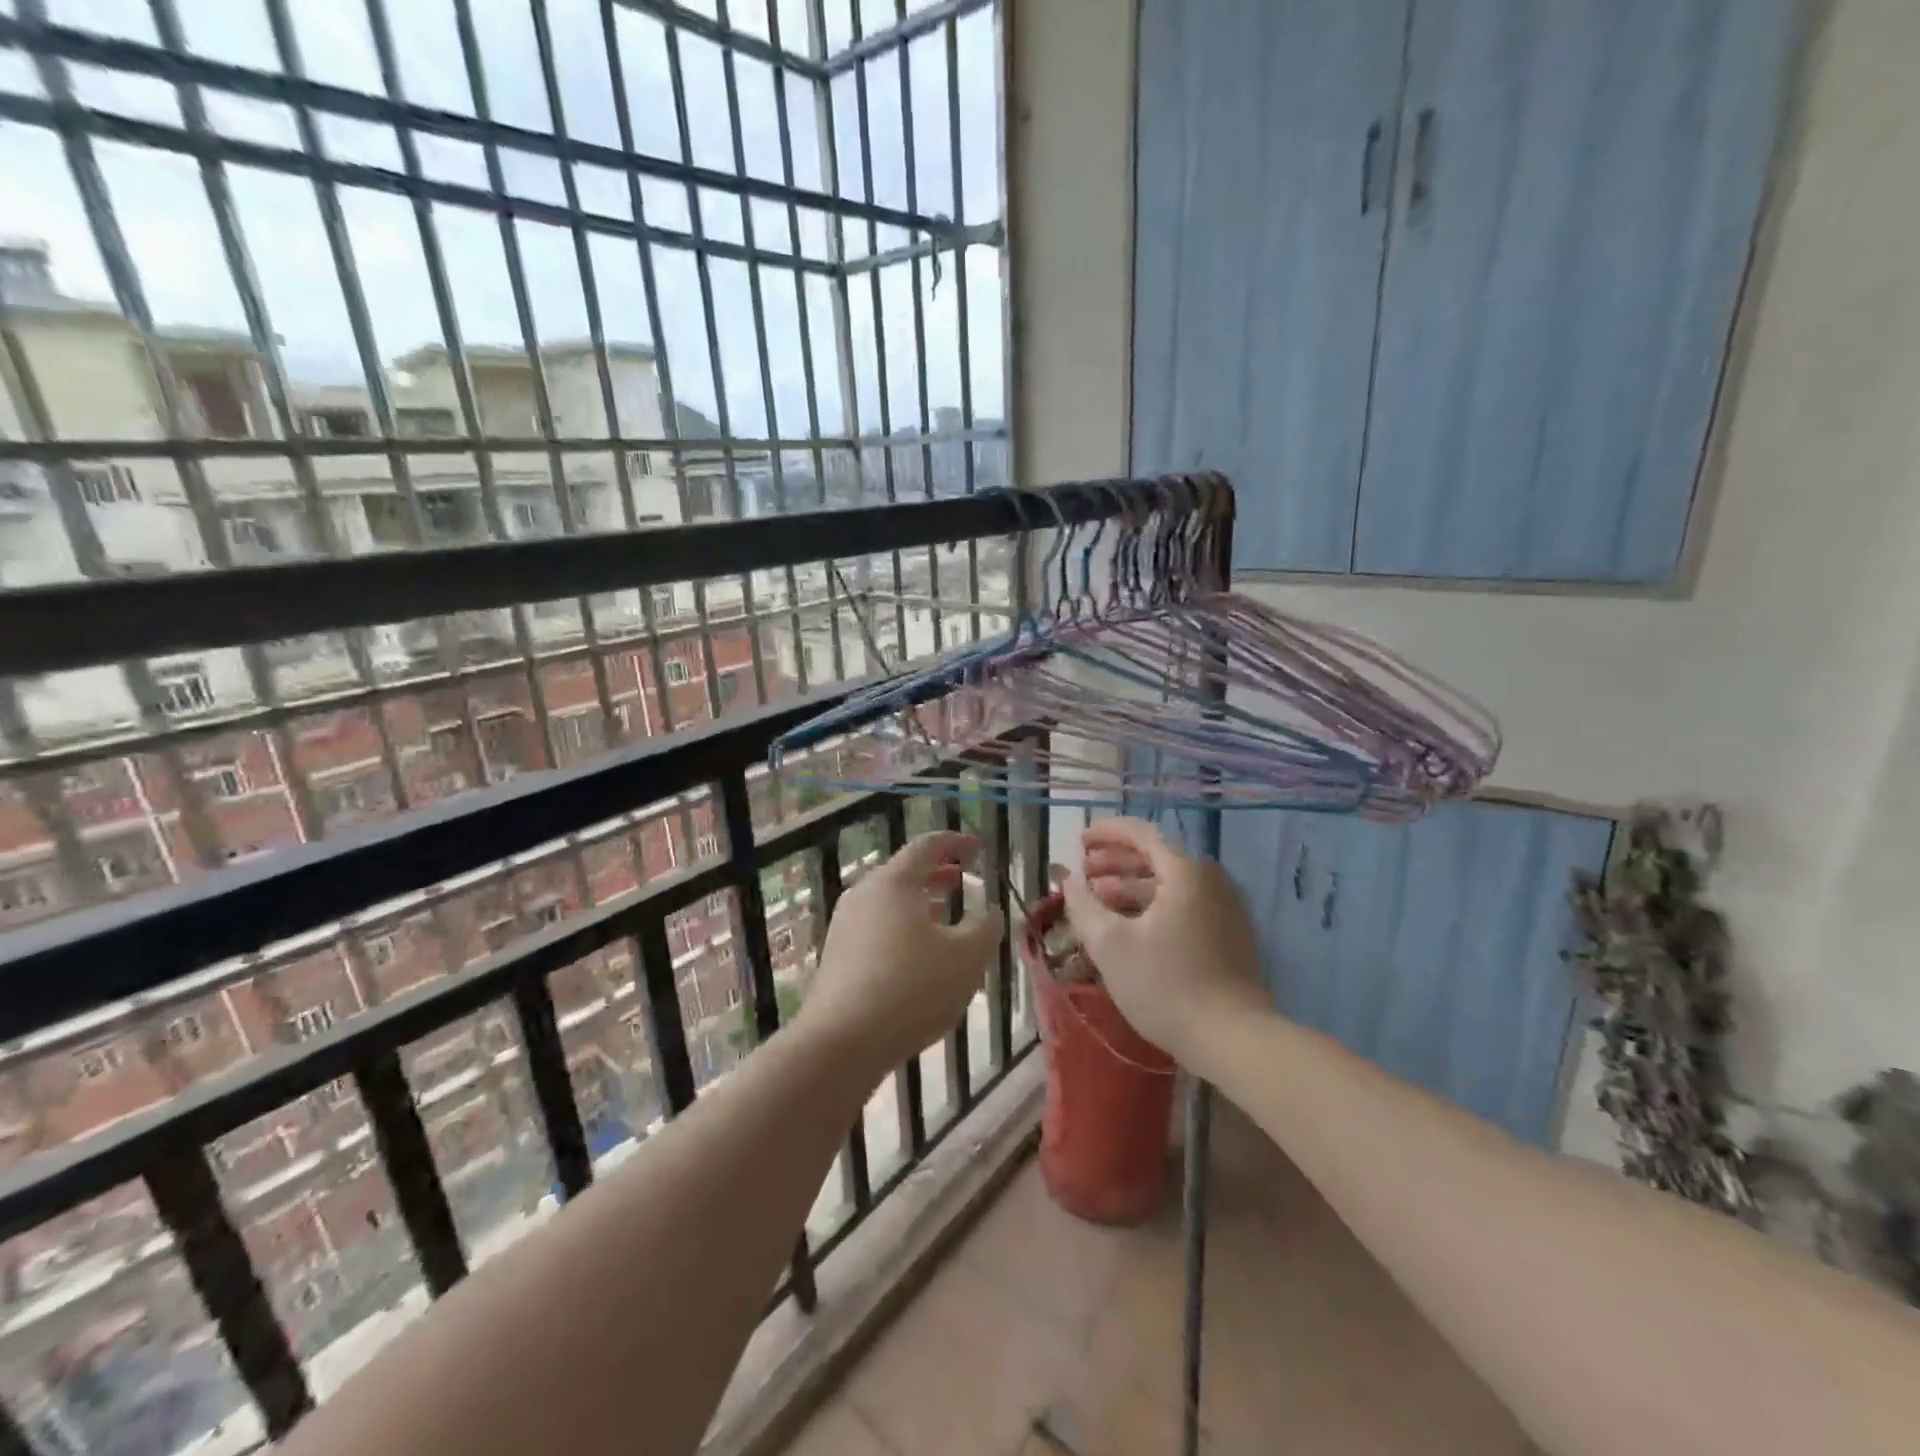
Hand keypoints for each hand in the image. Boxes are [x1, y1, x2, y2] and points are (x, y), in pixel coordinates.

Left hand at [801, 831, 1005, 1075]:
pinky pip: (877, 929)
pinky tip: (918, 955)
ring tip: (945, 916)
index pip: (926, 847)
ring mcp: (845, 926)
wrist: (842, 1042)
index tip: (976, 846)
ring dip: (920, 904)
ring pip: (889, 903)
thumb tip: (989, 913)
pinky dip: (902, 928)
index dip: (954, 843)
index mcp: (894, 882)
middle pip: (904, 873)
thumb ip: (985, 928)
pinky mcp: (838, 957)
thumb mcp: (966, 957)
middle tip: (962, 878)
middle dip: (936, 874)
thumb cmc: (912, 988)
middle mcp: (864, 895)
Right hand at [1052, 817, 1268, 1066]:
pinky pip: (1184, 906)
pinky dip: (1153, 907)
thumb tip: (1066, 878)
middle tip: (1084, 873)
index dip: (1107, 833)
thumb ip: (1082, 904)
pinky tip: (1130, 928)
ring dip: (1131, 887)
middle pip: (1157, 858)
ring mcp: (1225, 908)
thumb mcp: (1110, 944)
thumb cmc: (1166, 985)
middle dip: (1115, 863)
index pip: (1142, 834)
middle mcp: (1211, 881)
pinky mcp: (1230, 936)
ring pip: (1170, 885)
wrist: (1233, 1039)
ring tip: (1099, 902)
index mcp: (1186, 872)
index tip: (1079, 840)